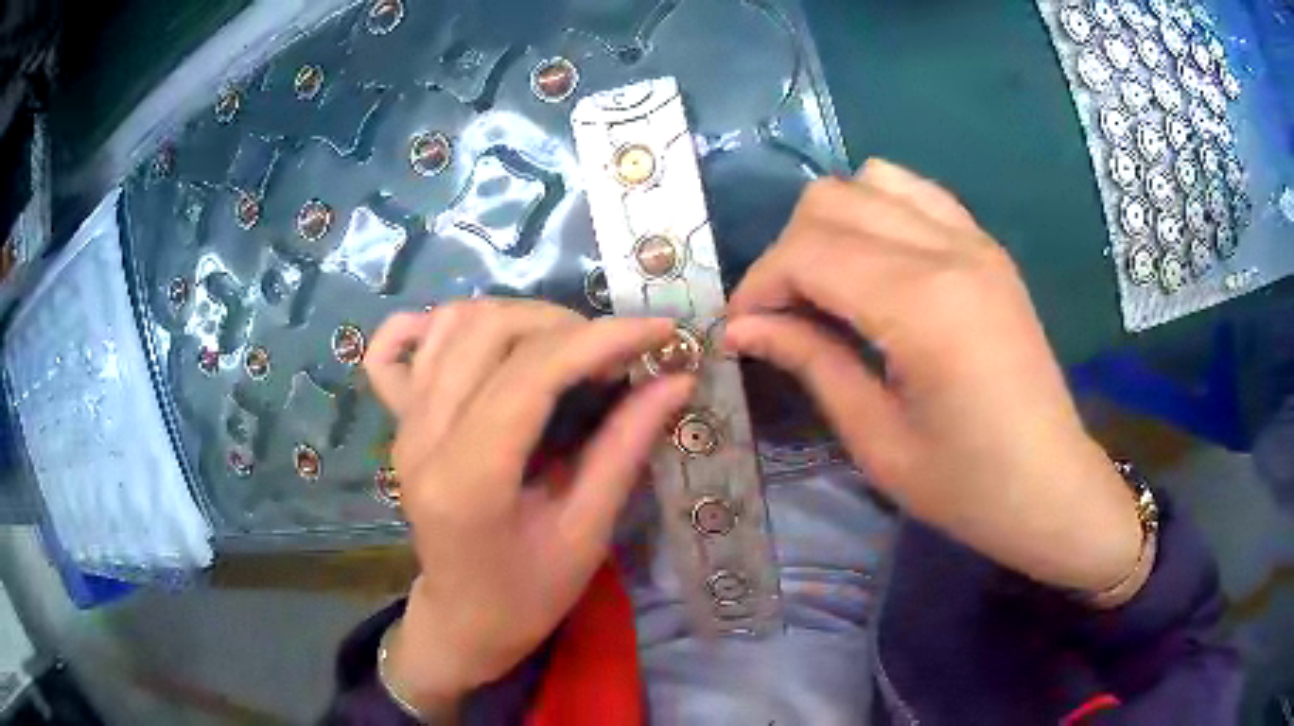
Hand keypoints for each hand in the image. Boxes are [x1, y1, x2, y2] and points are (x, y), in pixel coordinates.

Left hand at [364, 300, 692, 710]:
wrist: (463, 618)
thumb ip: (625, 449)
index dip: (602, 339)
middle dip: (566, 325)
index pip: (531, 373)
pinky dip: (433, 324)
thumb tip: (674, 381)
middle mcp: (423, 437)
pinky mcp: (398, 422)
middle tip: (614, 356)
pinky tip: (473, 338)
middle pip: (488, 331)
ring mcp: (402, 424)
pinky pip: (394, 347)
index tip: (660, 331)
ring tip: (565, 348)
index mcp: (468, 479)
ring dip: (519, 318)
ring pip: (451, 324)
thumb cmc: (528, 595)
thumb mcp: (587, 534)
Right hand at [725, 159, 1142, 594]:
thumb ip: (811, 363)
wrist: (1051, 486)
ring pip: (871, 182)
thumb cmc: (966, 486)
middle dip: (788, 252)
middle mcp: (949, 251)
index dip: (759, 286)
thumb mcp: (877, 440)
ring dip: (831, 224)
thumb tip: (742, 328)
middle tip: (783, 315)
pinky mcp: (988, 248)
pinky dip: (879, 212)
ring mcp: (975, 240)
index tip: (741, 330)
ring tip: (829, 285)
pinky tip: (877, 265)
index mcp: (922, 305)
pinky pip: (917, 194)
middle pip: (832, 200)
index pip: (808, 252)